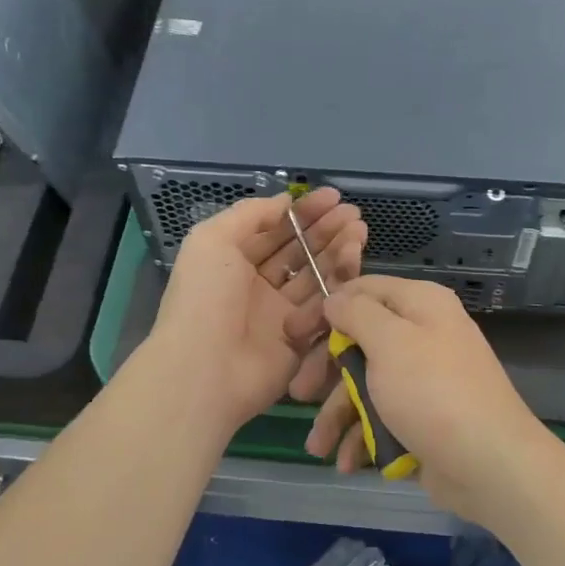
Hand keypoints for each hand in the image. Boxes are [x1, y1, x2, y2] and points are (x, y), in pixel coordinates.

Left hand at [145, 189, 364, 434]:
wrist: (206, 368)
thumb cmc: (204, 298)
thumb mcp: (212, 240)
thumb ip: (249, 214)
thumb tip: (284, 201)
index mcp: (233, 261)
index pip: (274, 230)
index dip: (302, 213)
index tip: (332, 197)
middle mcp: (258, 285)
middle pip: (298, 251)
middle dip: (325, 229)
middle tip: (353, 214)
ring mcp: (280, 313)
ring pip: (315, 275)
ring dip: (337, 250)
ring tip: (359, 230)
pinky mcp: (300, 338)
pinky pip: (323, 306)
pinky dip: (339, 282)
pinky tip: (354, 260)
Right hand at [300, 275, 553, 524]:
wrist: (489, 464)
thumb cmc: (433, 392)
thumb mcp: (390, 342)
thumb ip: (357, 314)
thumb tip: (336, 298)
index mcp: (420, 305)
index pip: (363, 290)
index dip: (325, 309)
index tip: (291, 334)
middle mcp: (423, 334)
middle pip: (360, 341)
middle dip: (326, 371)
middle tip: (298, 393)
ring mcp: (424, 378)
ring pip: (367, 384)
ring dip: (338, 414)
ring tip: (317, 447)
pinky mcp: (423, 416)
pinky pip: (383, 416)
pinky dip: (362, 436)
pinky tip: (347, 461)